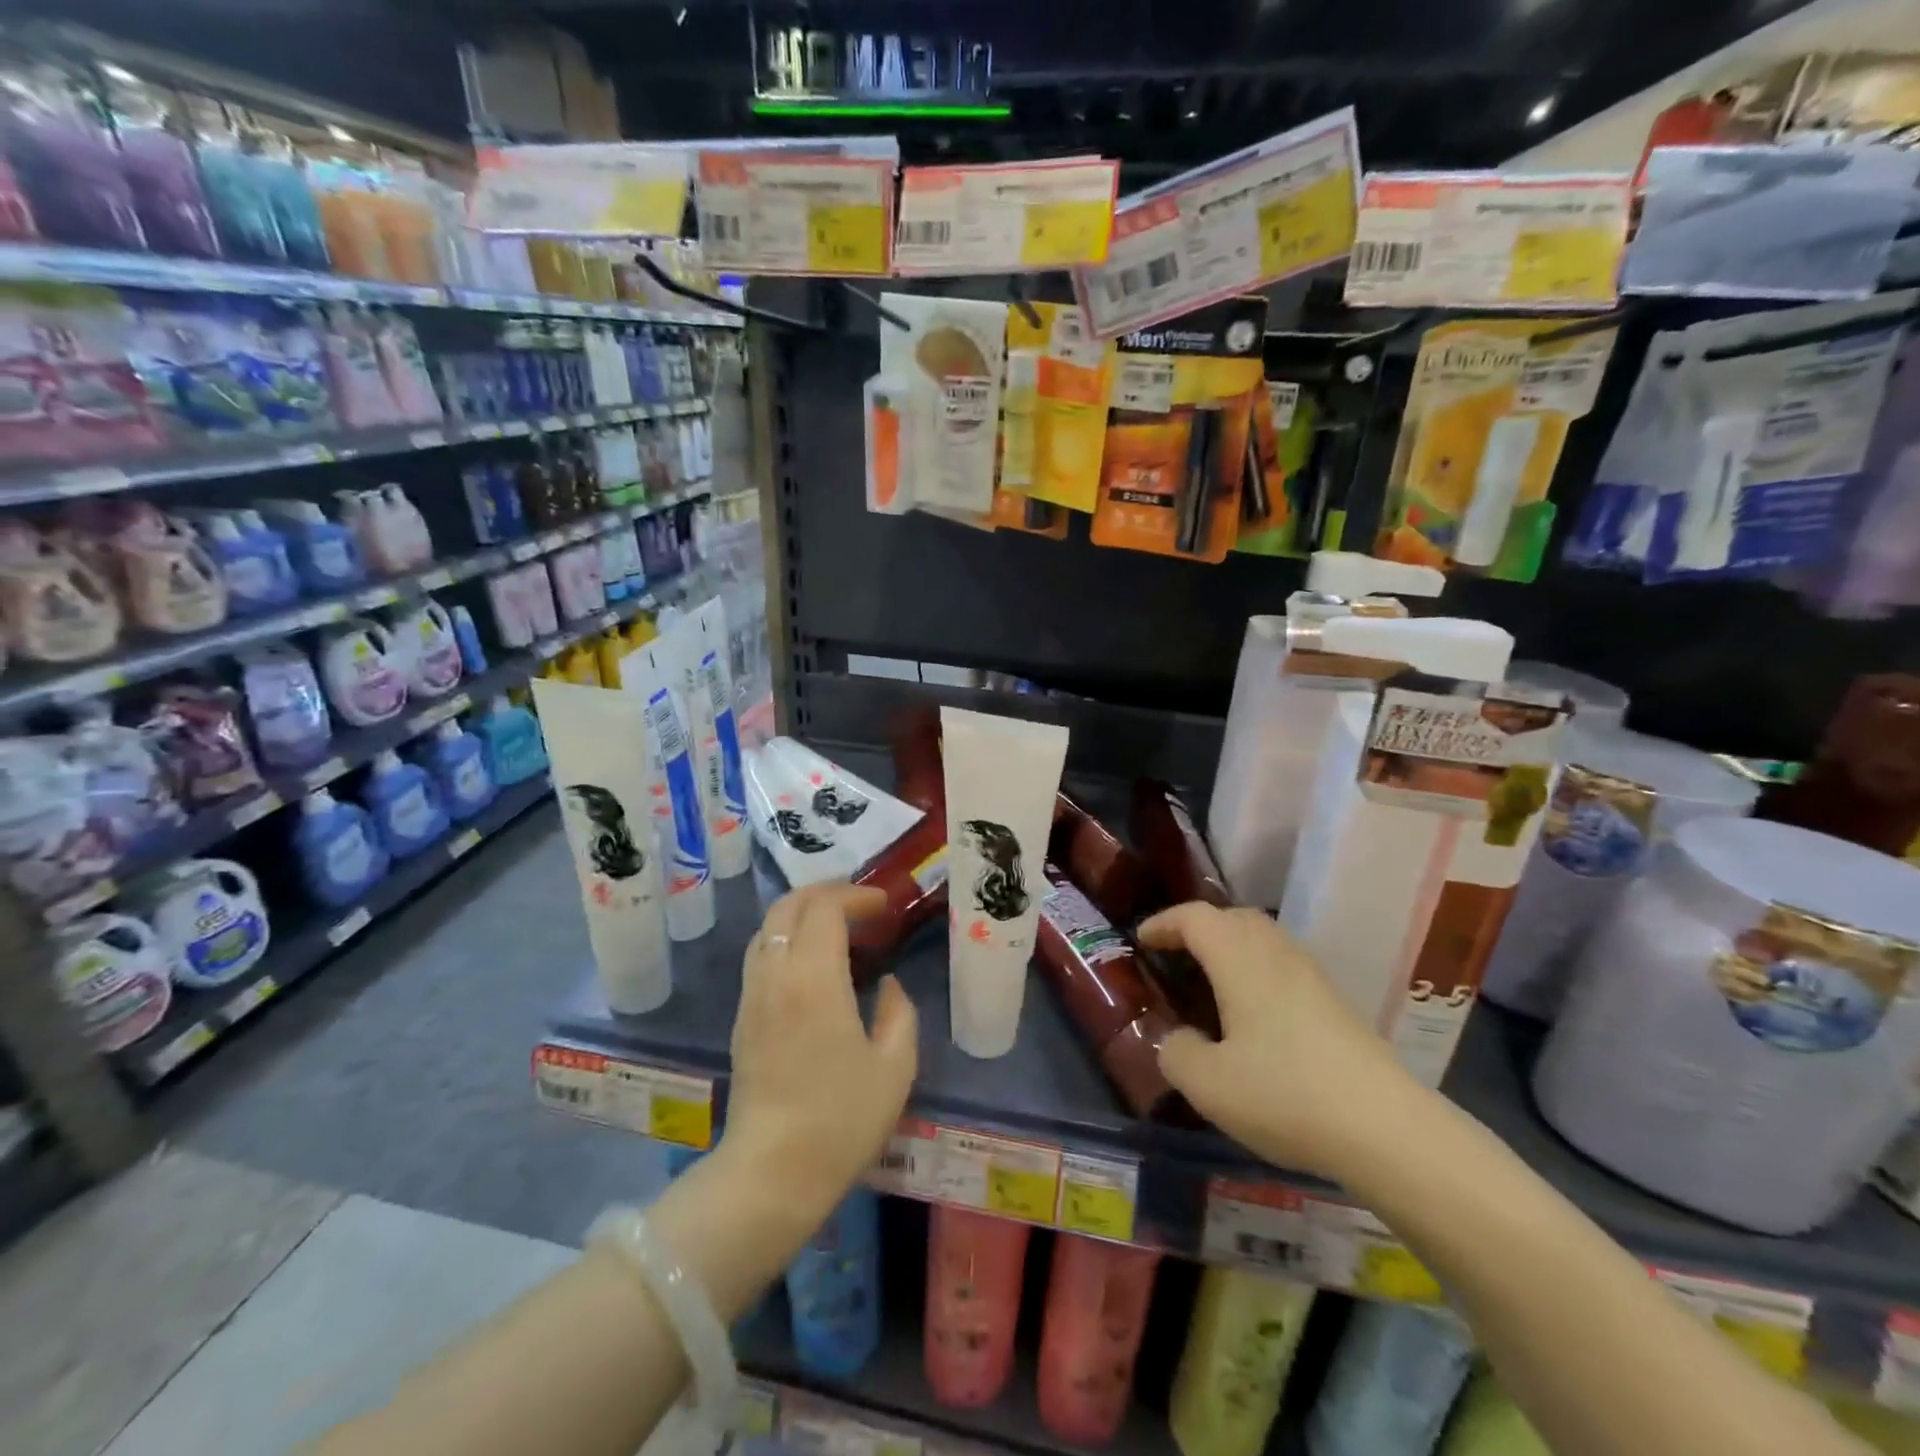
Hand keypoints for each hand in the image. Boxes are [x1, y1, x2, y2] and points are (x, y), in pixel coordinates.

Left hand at [722, 883, 917, 1218]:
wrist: (772, 1172)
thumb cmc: (841, 1119)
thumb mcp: (894, 1067)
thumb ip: (899, 1014)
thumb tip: (886, 985)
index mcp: (814, 977)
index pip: (825, 907)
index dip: (855, 895)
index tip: (884, 906)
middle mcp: (776, 974)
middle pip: (788, 906)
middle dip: (825, 892)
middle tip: (860, 904)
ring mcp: (752, 995)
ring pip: (768, 928)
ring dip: (802, 914)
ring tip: (837, 928)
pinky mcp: (742, 1018)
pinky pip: (761, 955)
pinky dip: (787, 939)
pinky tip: (812, 964)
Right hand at [1142, 903, 1420, 1180]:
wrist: (1387, 1129)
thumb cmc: (1285, 1093)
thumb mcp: (1208, 1084)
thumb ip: (1176, 1052)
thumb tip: (1178, 1039)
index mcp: (1239, 958)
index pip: (1194, 917)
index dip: (1163, 922)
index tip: (1141, 940)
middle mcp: (1276, 954)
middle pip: (1233, 918)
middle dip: (1199, 928)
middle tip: (1176, 956)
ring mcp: (1312, 977)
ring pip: (1264, 939)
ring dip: (1231, 948)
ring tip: (1211, 982)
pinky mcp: (1336, 1004)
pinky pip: (1284, 966)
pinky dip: (1257, 971)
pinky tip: (1254, 1014)